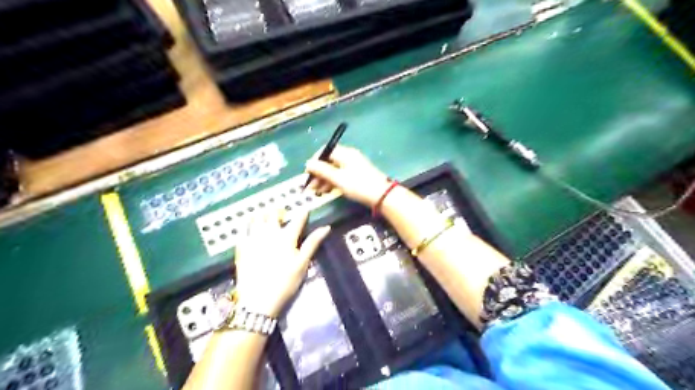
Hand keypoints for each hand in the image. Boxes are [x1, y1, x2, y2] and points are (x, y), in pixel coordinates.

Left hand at [233, 211, 330, 316]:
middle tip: (282, 212)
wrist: (259, 300)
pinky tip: (249, 227)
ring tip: (265, 214)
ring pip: (256, 219)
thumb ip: (313, 243)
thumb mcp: (302, 263)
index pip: (297, 220)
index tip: (305, 209)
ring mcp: (253, 240)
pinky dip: (247, 226)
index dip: (302, 213)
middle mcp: (269, 234)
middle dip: (278, 210)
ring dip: (262, 214)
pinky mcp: (242, 248)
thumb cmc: (285, 282)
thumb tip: (326, 227)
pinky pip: (243, 231)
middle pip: (273, 215)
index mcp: (286, 237)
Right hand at [305, 144, 389, 206]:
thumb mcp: (338, 178)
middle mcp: (349, 156)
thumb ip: (322, 170)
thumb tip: (308, 163)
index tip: (308, 173)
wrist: (382, 195)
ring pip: (334, 169)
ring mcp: (354, 166)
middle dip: (318, 172)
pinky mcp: (357, 175)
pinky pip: (341, 175)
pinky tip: (328, 191)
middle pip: (329, 161)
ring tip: (317, 191)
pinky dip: (333, 182)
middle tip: (311, 186)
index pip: (325, 151)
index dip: (315, 160)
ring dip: (324, 179)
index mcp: (345, 153)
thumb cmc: (358, 185)